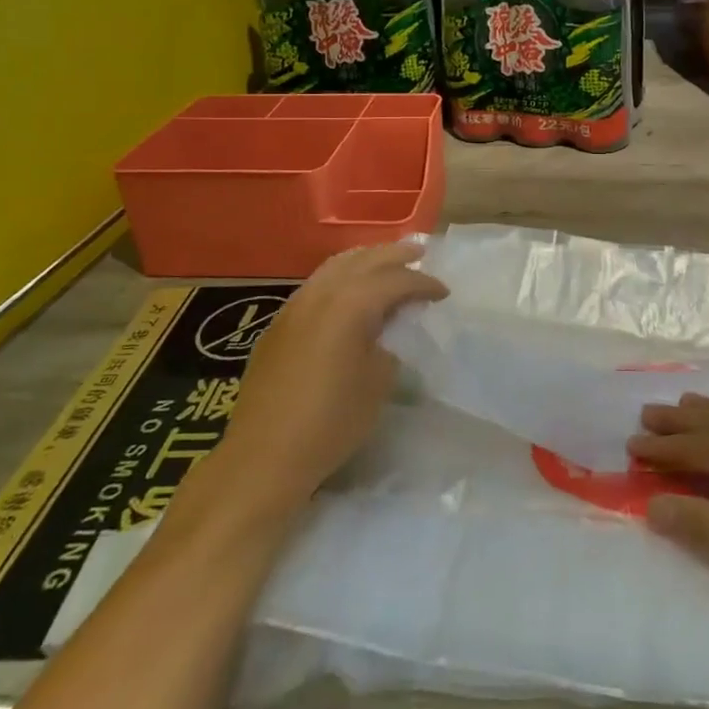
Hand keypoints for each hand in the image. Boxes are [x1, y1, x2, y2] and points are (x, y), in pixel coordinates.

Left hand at [176, 241, 446, 529]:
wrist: (265, 456)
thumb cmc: (332, 421)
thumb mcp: (378, 383)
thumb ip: (388, 346)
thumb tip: (384, 336)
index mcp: (351, 304)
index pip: (395, 281)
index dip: (423, 284)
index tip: (443, 292)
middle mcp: (320, 294)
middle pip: (362, 260)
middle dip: (393, 255)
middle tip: (418, 253)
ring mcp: (294, 307)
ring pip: (333, 267)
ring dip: (363, 261)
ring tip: (384, 264)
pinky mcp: (278, 325)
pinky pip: (315, 286)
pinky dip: (339, 278)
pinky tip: (347, 293)